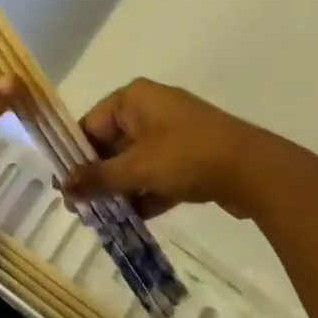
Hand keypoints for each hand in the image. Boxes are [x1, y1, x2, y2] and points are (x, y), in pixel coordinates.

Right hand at [64, 78, 317, 222]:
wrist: (255, 170)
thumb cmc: (186, 156)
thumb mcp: (136, 169)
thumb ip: (97, 178)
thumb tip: (63, 188)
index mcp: (133, 98)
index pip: (91, 124)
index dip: (76, 156)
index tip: (65, 188)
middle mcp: (151, 107)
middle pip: (112, 143)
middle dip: (100, 176)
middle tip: (83, 209)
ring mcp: (174, 131)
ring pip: (136, 160)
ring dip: (123, 188)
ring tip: (105, 219)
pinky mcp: (193, 154)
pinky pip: (159, 171)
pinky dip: (147, 192)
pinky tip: (135, 220)